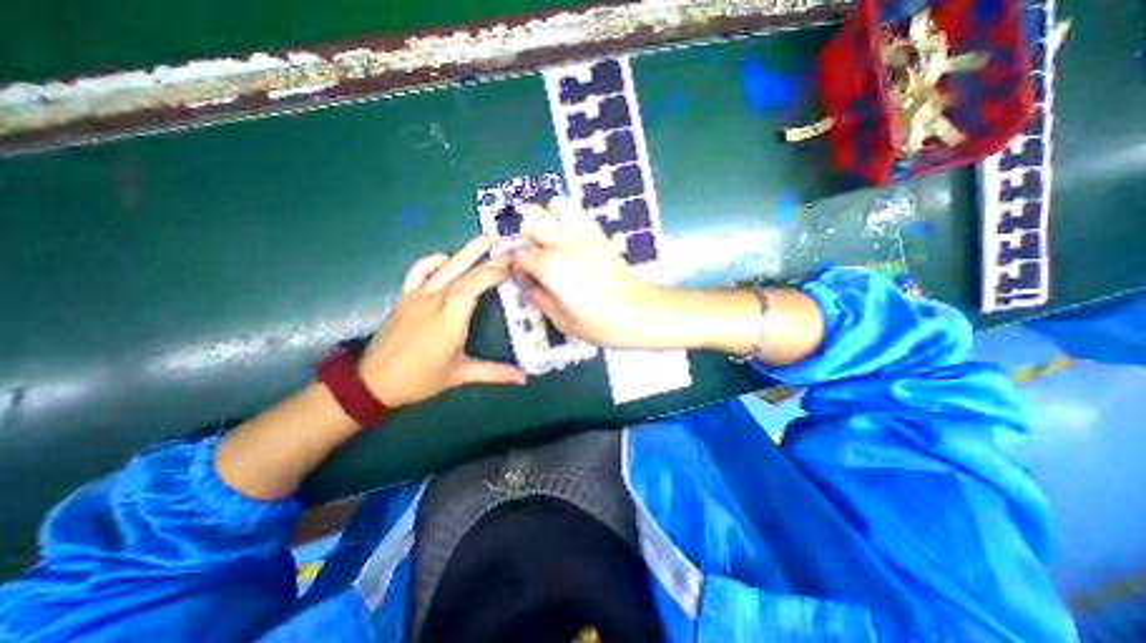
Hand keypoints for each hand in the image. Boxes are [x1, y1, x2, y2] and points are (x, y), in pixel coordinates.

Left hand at [360, 236, 525, 407]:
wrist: (373, 381)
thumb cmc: (421, 378)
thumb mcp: (460, 375)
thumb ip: (494, 372)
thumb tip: (523, 377)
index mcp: (450, 317)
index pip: (474, 284)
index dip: (494, 272)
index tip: (512, 266)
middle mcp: (435, 299)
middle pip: (462, 270)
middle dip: (486, 255)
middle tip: (505, 242)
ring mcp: (417, 294)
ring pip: (444, 265)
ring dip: (465, 251)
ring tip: (484, 238)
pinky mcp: (405, 295)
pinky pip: (419, 270)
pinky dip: (434, 260)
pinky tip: (446, 258)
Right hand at [512, 199, 667, 347]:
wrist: (638, 312)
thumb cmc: (598, 322)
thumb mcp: (561, 319)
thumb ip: (538, 297)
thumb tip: (526, 283)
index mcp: (550, 266)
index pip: (520, 255)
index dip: (519, 267)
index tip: (525, 278)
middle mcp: (563, 242)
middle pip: (531, 218)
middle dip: (528, 235)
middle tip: (537, 255)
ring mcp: (583, 233)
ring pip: (555, 204)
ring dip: (549, 218)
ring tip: (554, 240)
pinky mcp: (599, 233)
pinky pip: (578, 211)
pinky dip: (569, 217)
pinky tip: (572, 238)